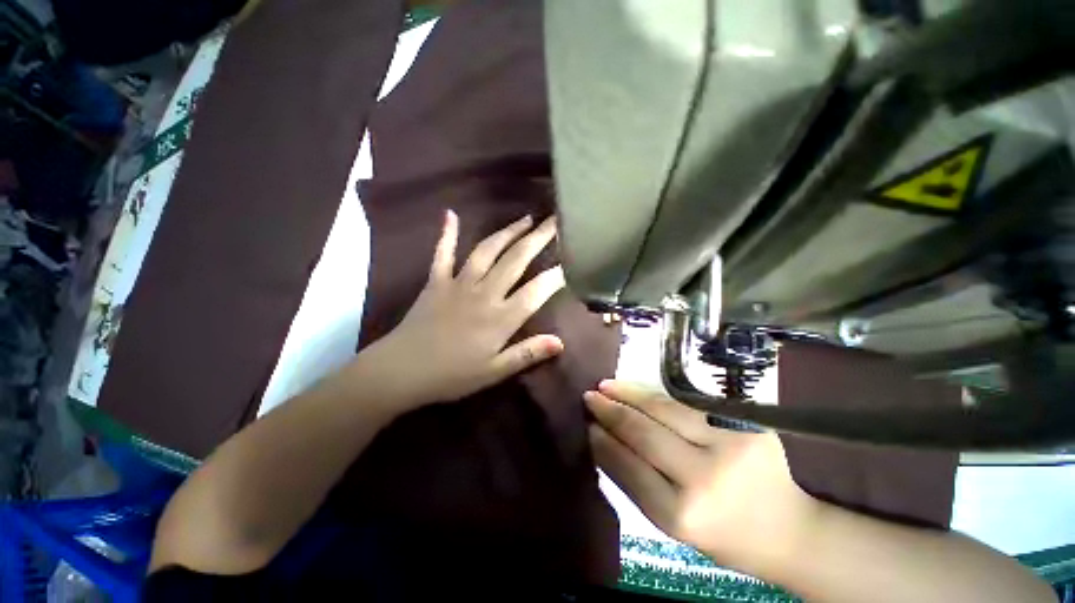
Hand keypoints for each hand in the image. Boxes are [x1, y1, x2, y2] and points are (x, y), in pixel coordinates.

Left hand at [354, 210, 565, 411]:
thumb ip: (527, 354)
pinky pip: (442, 253)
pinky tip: (450, 214)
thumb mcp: (494, 372)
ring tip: (525, 219)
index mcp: (501, 317)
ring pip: (487, 250)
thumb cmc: (452, 375)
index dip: (556, 275)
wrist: (401, 371)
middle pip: (516, 260)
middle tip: (554, 221)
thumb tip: (560, 342)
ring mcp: (458, 283)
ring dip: (507, 232)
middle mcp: (484, 293)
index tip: (572, 261)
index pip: (536, 290)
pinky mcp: (436, 281)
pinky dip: (446, 234)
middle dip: (538, 238)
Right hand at [586, 380, 821, 573]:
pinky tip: (638, 390)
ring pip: (664, 409)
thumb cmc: (724, 535)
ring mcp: (729, 444)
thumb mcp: (673, 524)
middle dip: (611, 411)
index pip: (628, 466)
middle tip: (589, 396)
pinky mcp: (744, 423)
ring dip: (629, 394)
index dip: (603, 441)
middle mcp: (705, 476)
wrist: (791, 530)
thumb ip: (635, 480)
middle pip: (644, 432)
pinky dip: (656, 396)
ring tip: (606, 385)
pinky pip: (686, 404)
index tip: (586, 423)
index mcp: (684, 514)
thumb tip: (601, 439)